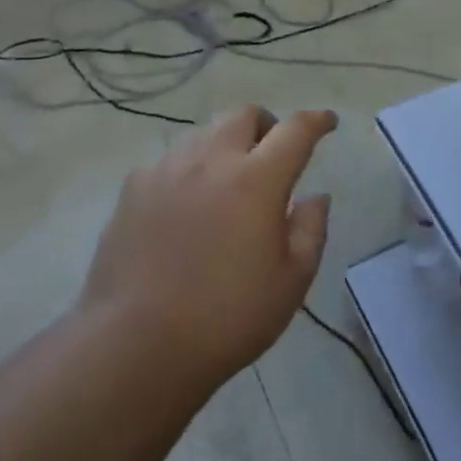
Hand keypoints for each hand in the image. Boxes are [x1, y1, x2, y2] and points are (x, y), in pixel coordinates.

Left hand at [79, 106, 336, 383]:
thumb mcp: (291, 282)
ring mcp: (167, 170)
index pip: (296, 130)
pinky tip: (184, 208)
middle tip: (271, 155)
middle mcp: (212, 160)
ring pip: (204, 134)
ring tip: (226, 184)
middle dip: (266, 125)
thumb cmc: (226, 318)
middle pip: (244, 115)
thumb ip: (311, 230)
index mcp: (257, 179)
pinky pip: (169, 162)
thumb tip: (316, 197)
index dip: (316, 120)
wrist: (135, 345)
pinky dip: (188, 172)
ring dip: (225, 146)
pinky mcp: (133, 189)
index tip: (327, 121)